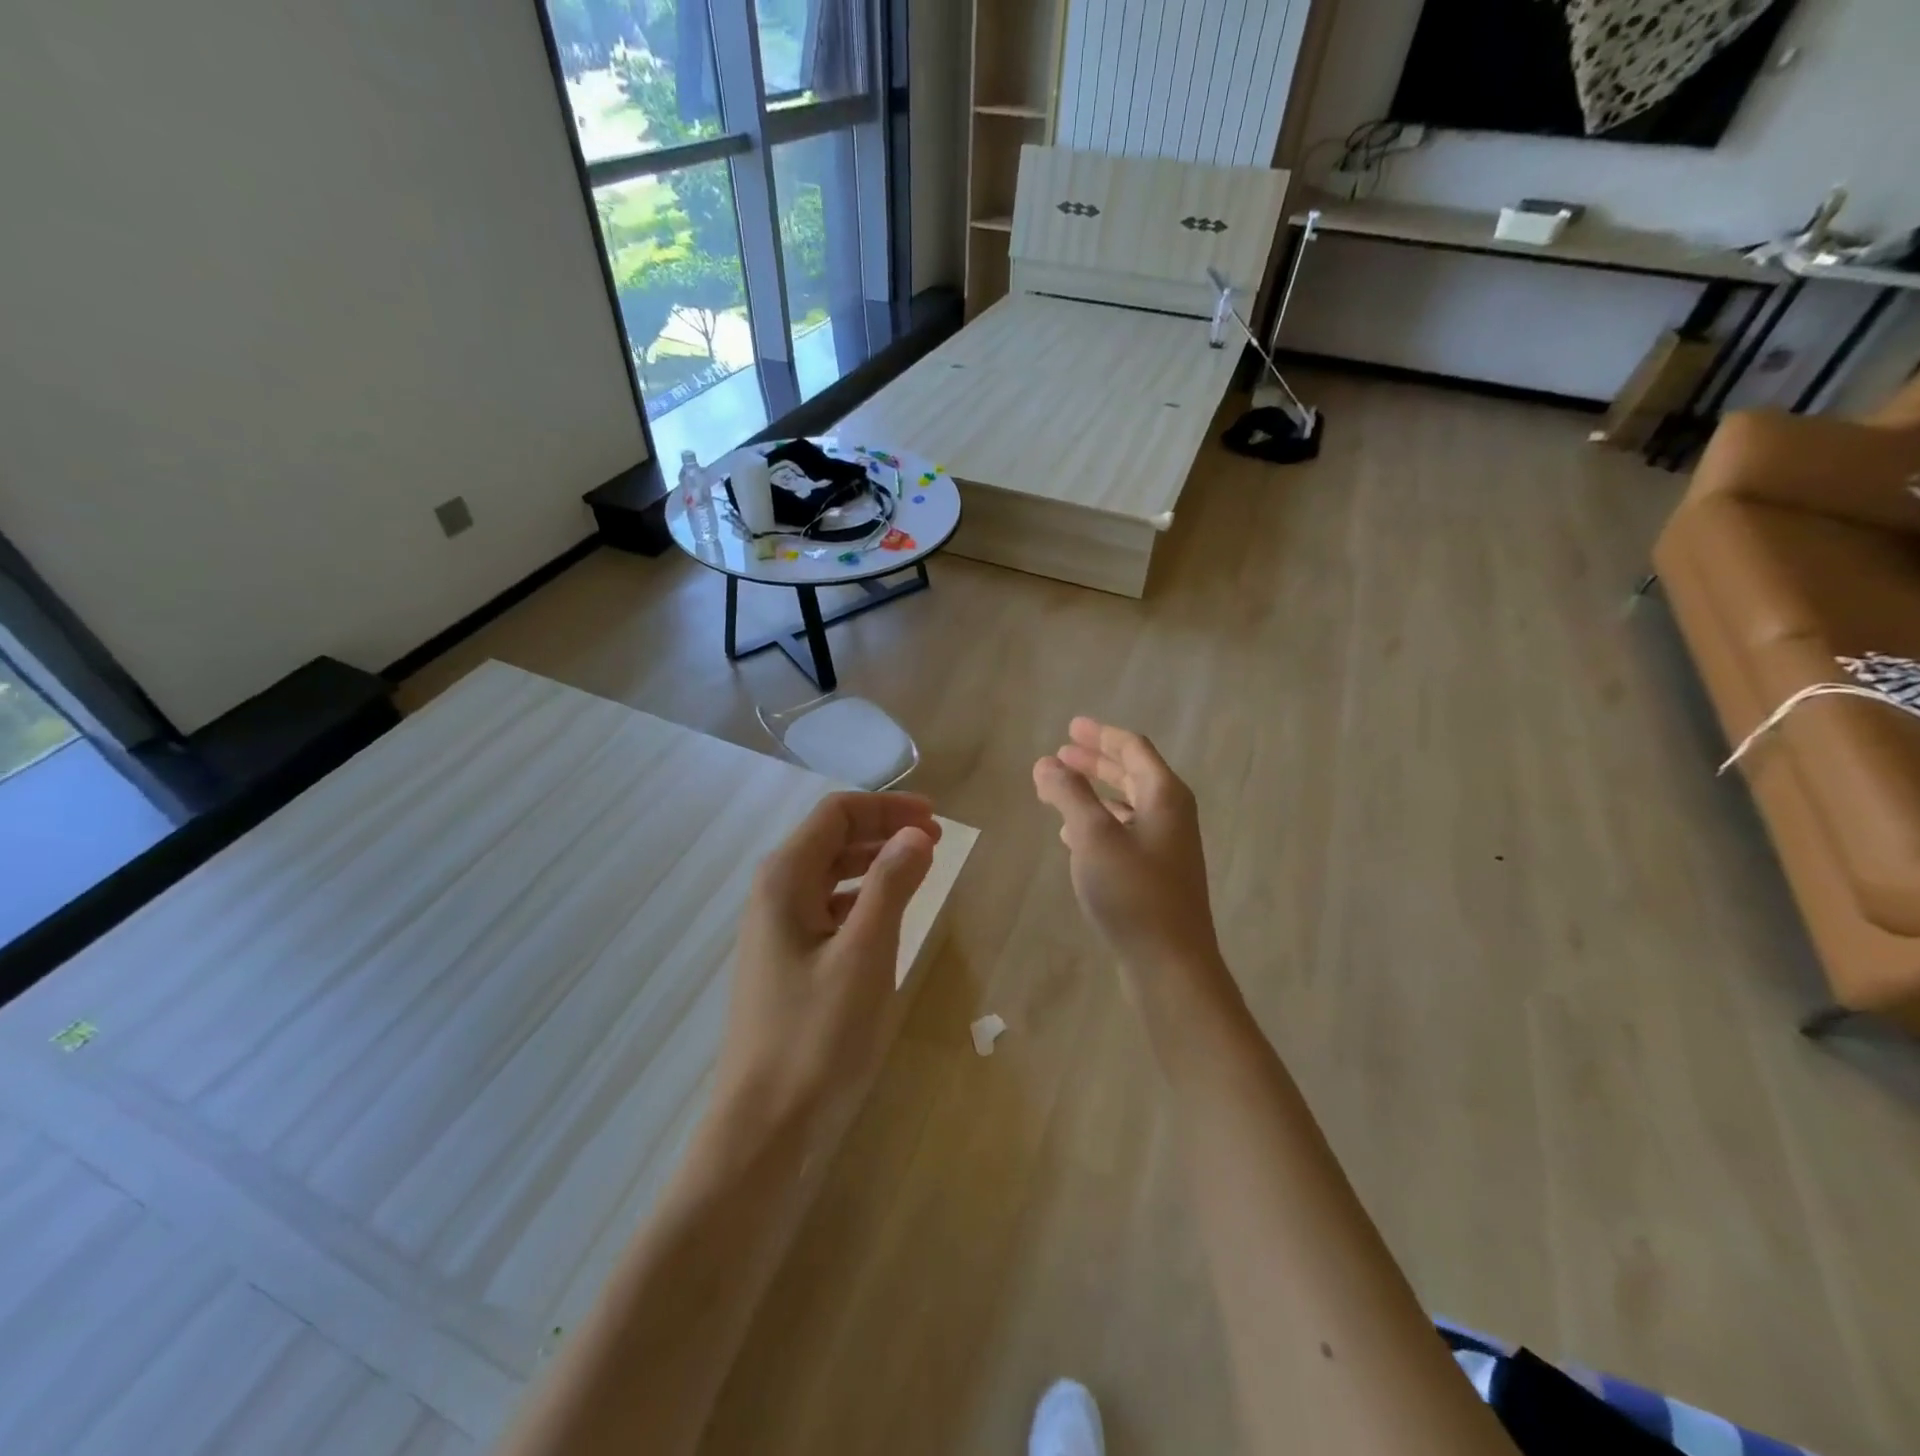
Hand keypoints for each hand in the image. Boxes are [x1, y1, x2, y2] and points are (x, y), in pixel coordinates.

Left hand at [714, 792, 939, 1131]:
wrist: (765, 1126)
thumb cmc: (817, 1035)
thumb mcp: (864, 952)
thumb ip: (891, 884)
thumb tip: (915, 832)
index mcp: (784, 879)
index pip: (836, 813)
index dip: (887, 806)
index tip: (936, 818)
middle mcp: (773, 893)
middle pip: (831, 837)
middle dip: (884, 829)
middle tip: (937, 839)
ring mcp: (776, 928)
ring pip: (830, 872)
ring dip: (875, 861)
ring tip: (920, 867)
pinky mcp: (786, 959)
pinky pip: (828, 907)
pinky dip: (862, 896)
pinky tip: (887, 913)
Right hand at [1033, 718, 1221, 977]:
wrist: (1170, 963)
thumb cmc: (1133, 892)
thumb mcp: (1093, 836)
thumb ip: (1068, 794)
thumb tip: (1045, 762)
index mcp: (1164, 795)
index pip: (1132, 748)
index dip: (1100, 735)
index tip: (1070, 727)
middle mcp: (1170, 814)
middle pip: (1131, 773)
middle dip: (1095, 761)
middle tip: (1061, 752)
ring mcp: (1166, 846)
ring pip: (1126, 804)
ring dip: (1093, 792)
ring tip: (1059, 788)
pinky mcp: (1156, 874)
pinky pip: (1124, 832)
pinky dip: (1099, 823)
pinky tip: (1072, 834)